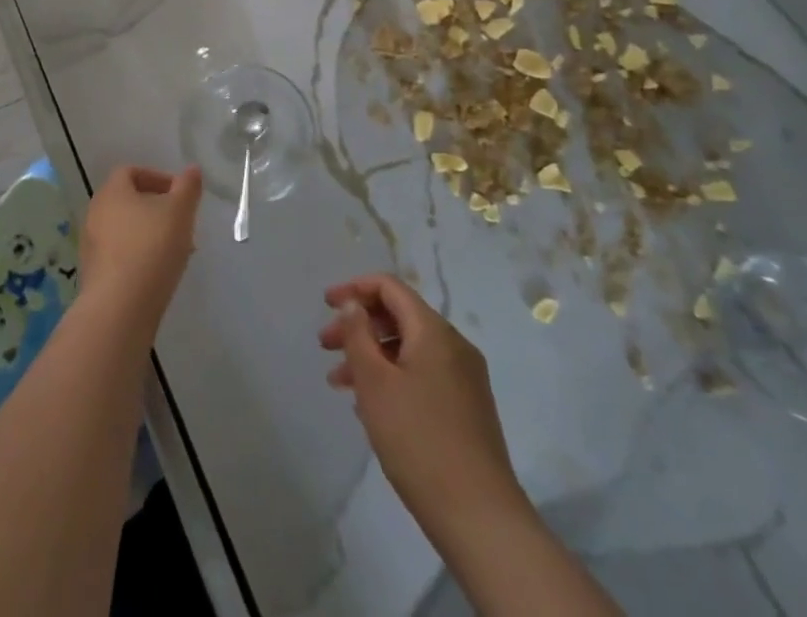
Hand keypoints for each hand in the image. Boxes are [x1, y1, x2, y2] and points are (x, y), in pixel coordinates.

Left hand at [79, 166, 202, 333]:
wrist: (120, 308)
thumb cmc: (151, 248)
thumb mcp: (180, 211)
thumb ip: (188, 187)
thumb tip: (192, 170)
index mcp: (112, 191)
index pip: (131, 172)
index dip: (157, 178)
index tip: (180, 195)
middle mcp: (95, 213)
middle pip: (128, 201)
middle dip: (158, 209)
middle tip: (182, 224)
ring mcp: (91, 245)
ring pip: (126, 230)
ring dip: (150, 234)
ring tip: (176, 252)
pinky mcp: (94, 274)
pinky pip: (120, 255)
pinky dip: (139, 257)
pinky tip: (159, 274)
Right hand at [319, 274, 525, 533]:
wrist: (480, 519)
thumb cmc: (419, 440)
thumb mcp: (375, 383)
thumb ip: (358, 334)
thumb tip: (353, 304)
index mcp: (434, 331)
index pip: (390, 287)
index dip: (354, 289)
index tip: (325, 305)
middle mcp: (454, 346)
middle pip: (399, 317)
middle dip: (359, 326)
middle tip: (325, 347)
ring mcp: (465, 379)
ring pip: (409, 349)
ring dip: (372, 356)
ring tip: (340, 384)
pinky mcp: (468, 409)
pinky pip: (423, 375)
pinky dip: (393, 377)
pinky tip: (372, 407)